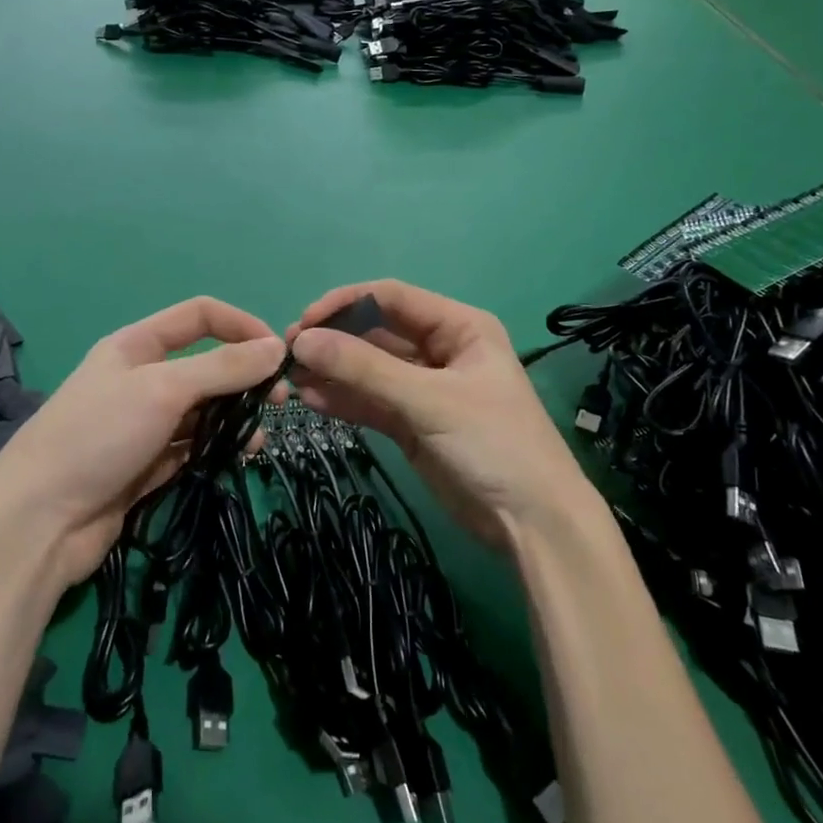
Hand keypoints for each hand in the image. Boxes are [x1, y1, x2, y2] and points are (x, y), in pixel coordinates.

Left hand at [0, 298, 284, 587]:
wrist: (39, 523)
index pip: (200, 316)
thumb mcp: (163, 389)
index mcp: (136, 345)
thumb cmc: (98, 436)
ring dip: (234, 417)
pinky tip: (238, 458)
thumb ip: (222, 367)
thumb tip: (277, 348)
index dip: (241, 325)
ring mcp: (144, 425)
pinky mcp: (148, 466)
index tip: (278, 354)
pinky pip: (194, 447)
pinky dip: (218, 448)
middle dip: (244, 378)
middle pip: (206, 364)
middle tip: (279, 402)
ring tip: (258, 440)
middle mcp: (142, 379)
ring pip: (203, 410)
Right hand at [288, 281, 589, 548]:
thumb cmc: (493, 444)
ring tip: (292, 379)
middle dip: (334, 340)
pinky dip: (343, 400)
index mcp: (458, 327)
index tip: (304, 323)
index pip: (391, 298)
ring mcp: (424, 389)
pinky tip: (311, 401)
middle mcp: (440, 350)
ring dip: (333, 371)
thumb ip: (365, 369)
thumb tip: (302, 340)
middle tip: (289, 355)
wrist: (533, 523)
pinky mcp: (412, 423)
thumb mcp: (430, 400)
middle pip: (376, 333)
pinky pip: (371, 402)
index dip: (345, 304)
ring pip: (369, 369)